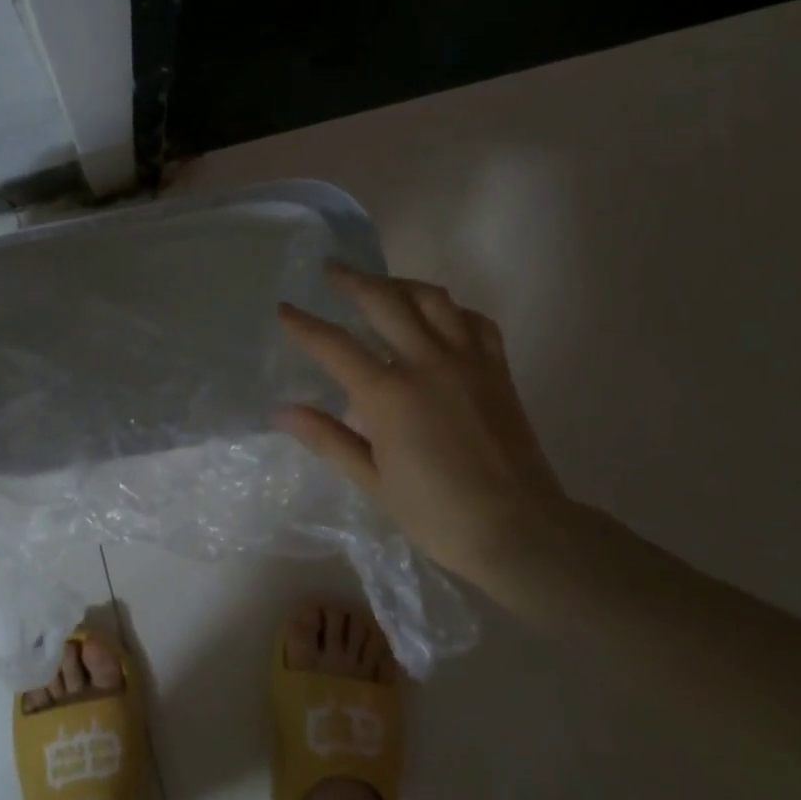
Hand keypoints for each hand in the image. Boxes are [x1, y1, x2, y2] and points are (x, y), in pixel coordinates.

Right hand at [277, 265, 567, 584]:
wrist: (518, 529)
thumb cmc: (436, 512)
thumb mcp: (372, 480)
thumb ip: (328, 439)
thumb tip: (282, 412)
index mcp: (389, 394)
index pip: (334, 345)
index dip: (304, 324)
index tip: (284, 308)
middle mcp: (427, 363)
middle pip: (384, 302)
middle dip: (353, 280)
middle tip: (331, 269)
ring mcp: (467, 361)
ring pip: (433, 299)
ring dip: (401, 284)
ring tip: (381, 285)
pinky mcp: (497, 370)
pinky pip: (475, 321)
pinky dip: (452, 310)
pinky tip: (439, 317)